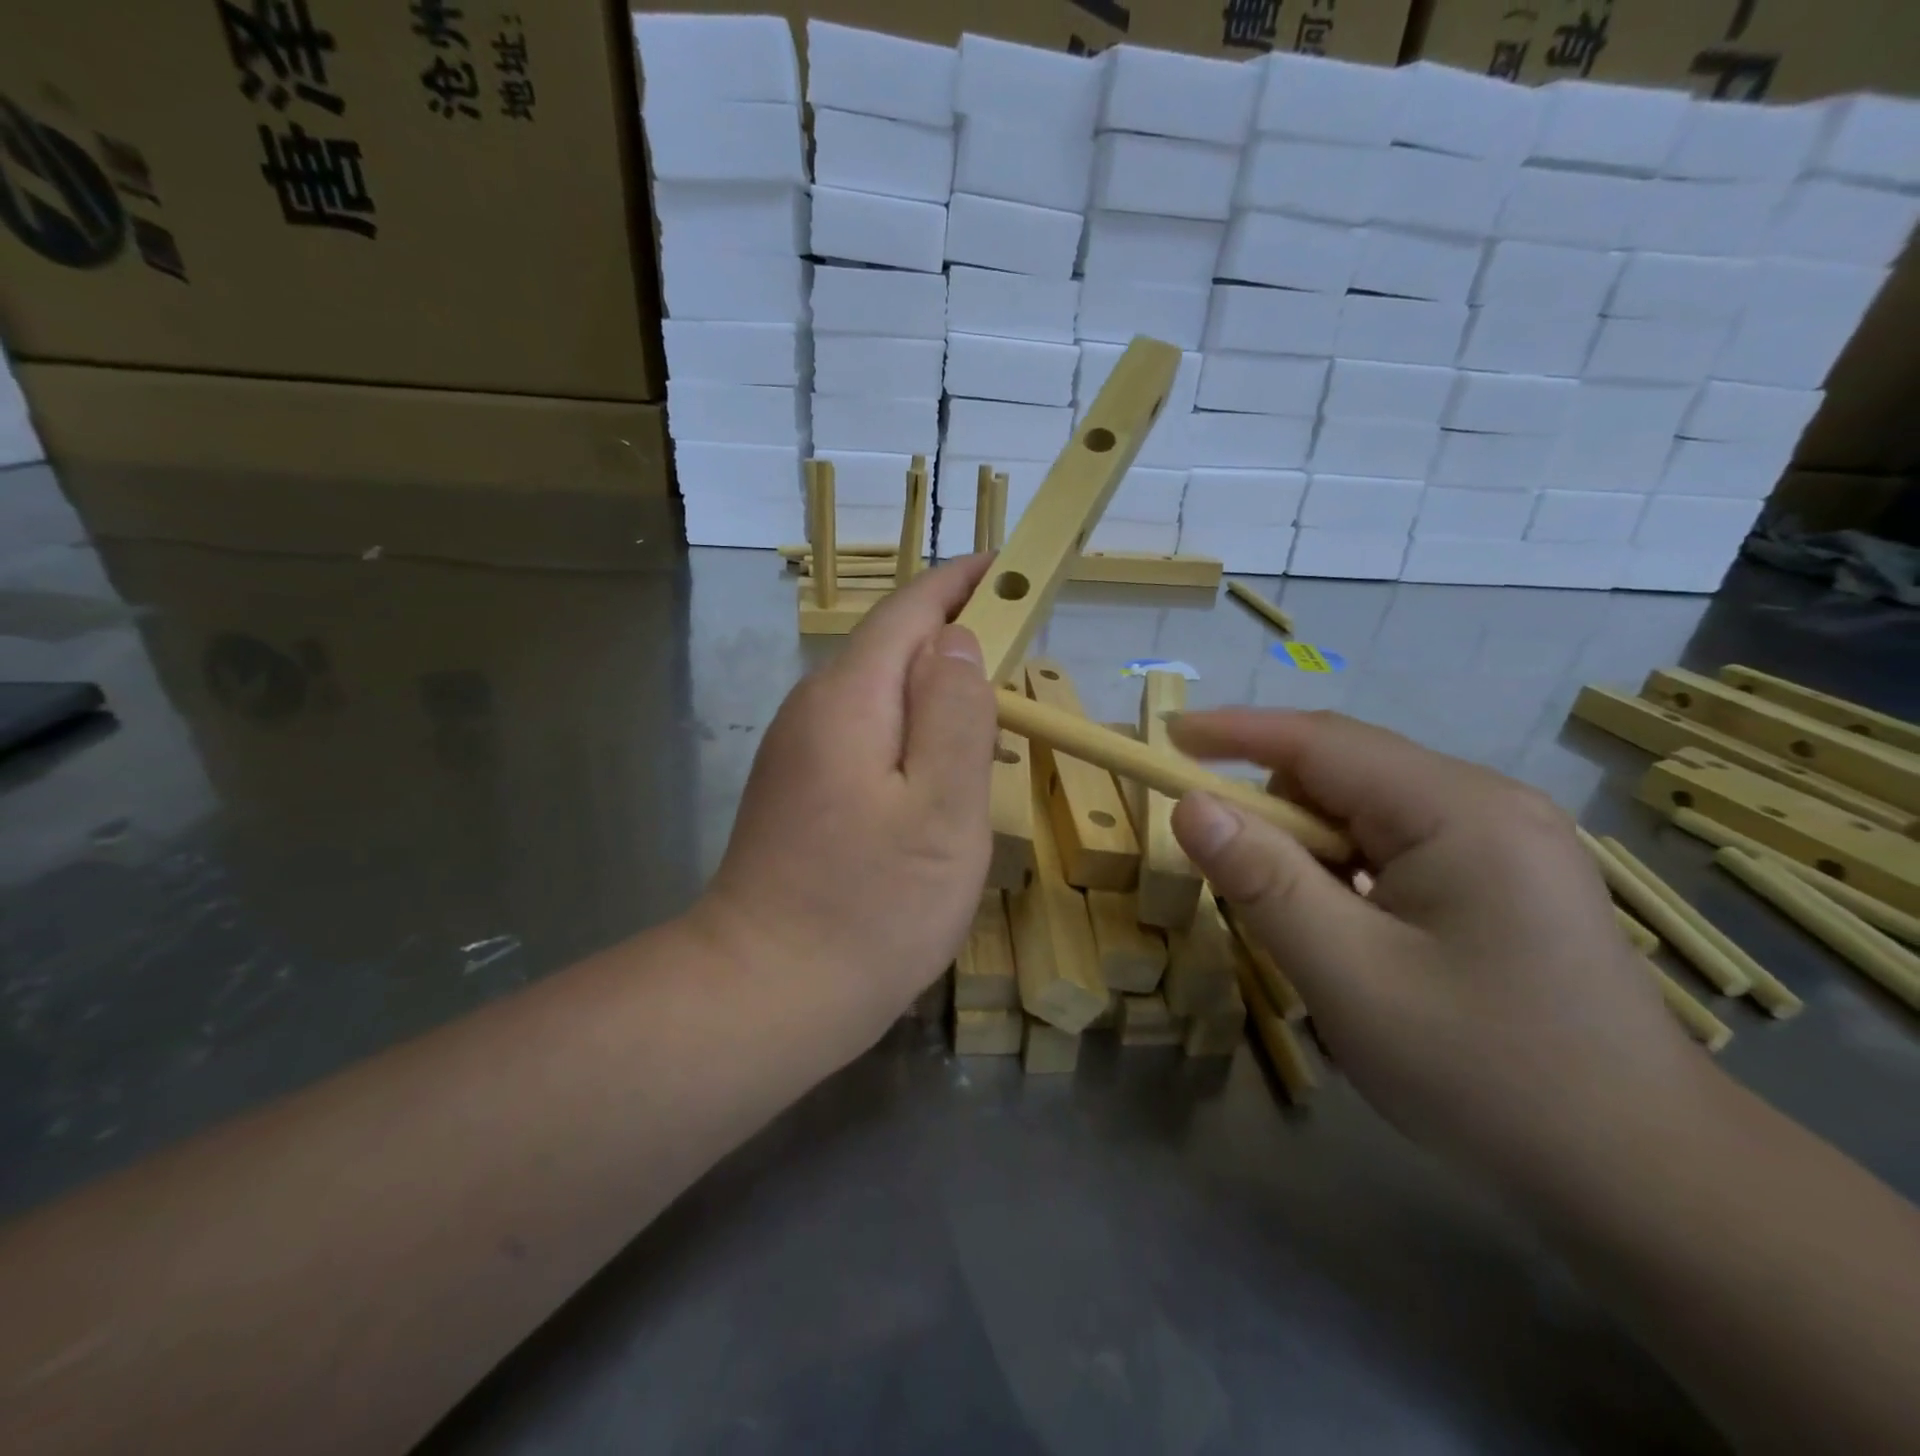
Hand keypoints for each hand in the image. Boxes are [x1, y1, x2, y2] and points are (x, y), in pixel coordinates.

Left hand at [695, 557, 997, 1049]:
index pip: (909, 612)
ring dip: (936, 691)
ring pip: (880, 695)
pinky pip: (866, 735)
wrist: (765, 994)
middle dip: (955, 638)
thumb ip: (954, 714)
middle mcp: (814, 710)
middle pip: (891, 648)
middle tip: (1021, 654)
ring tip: (994, 716)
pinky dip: (911, 732)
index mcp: (849, 699)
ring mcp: (799, 753)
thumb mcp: (941, 810)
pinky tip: (941, 773)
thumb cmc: (870, 907)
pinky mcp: (800, 790)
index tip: (1008, 568)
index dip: (960, 584)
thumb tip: (958, 641)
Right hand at [1168, 709, 1704, 1190]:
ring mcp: (1501, 841)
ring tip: (1286, 913)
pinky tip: (1344, 927)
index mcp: (1460, 809)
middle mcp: (1486, 804)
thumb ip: (1263, 882)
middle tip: (1215, 856)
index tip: (1166, 736)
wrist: (1644, 1179)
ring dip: (1306, 846)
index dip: (1235, 731)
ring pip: (1365, 812)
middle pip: (1345, 773)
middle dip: (1269, 804)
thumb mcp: (1351, 977)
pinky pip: (1393, 846)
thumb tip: (1191, 806)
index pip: (1322, 742)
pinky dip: (1342, 870)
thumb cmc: (1488, 1074)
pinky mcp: (1501, 878)